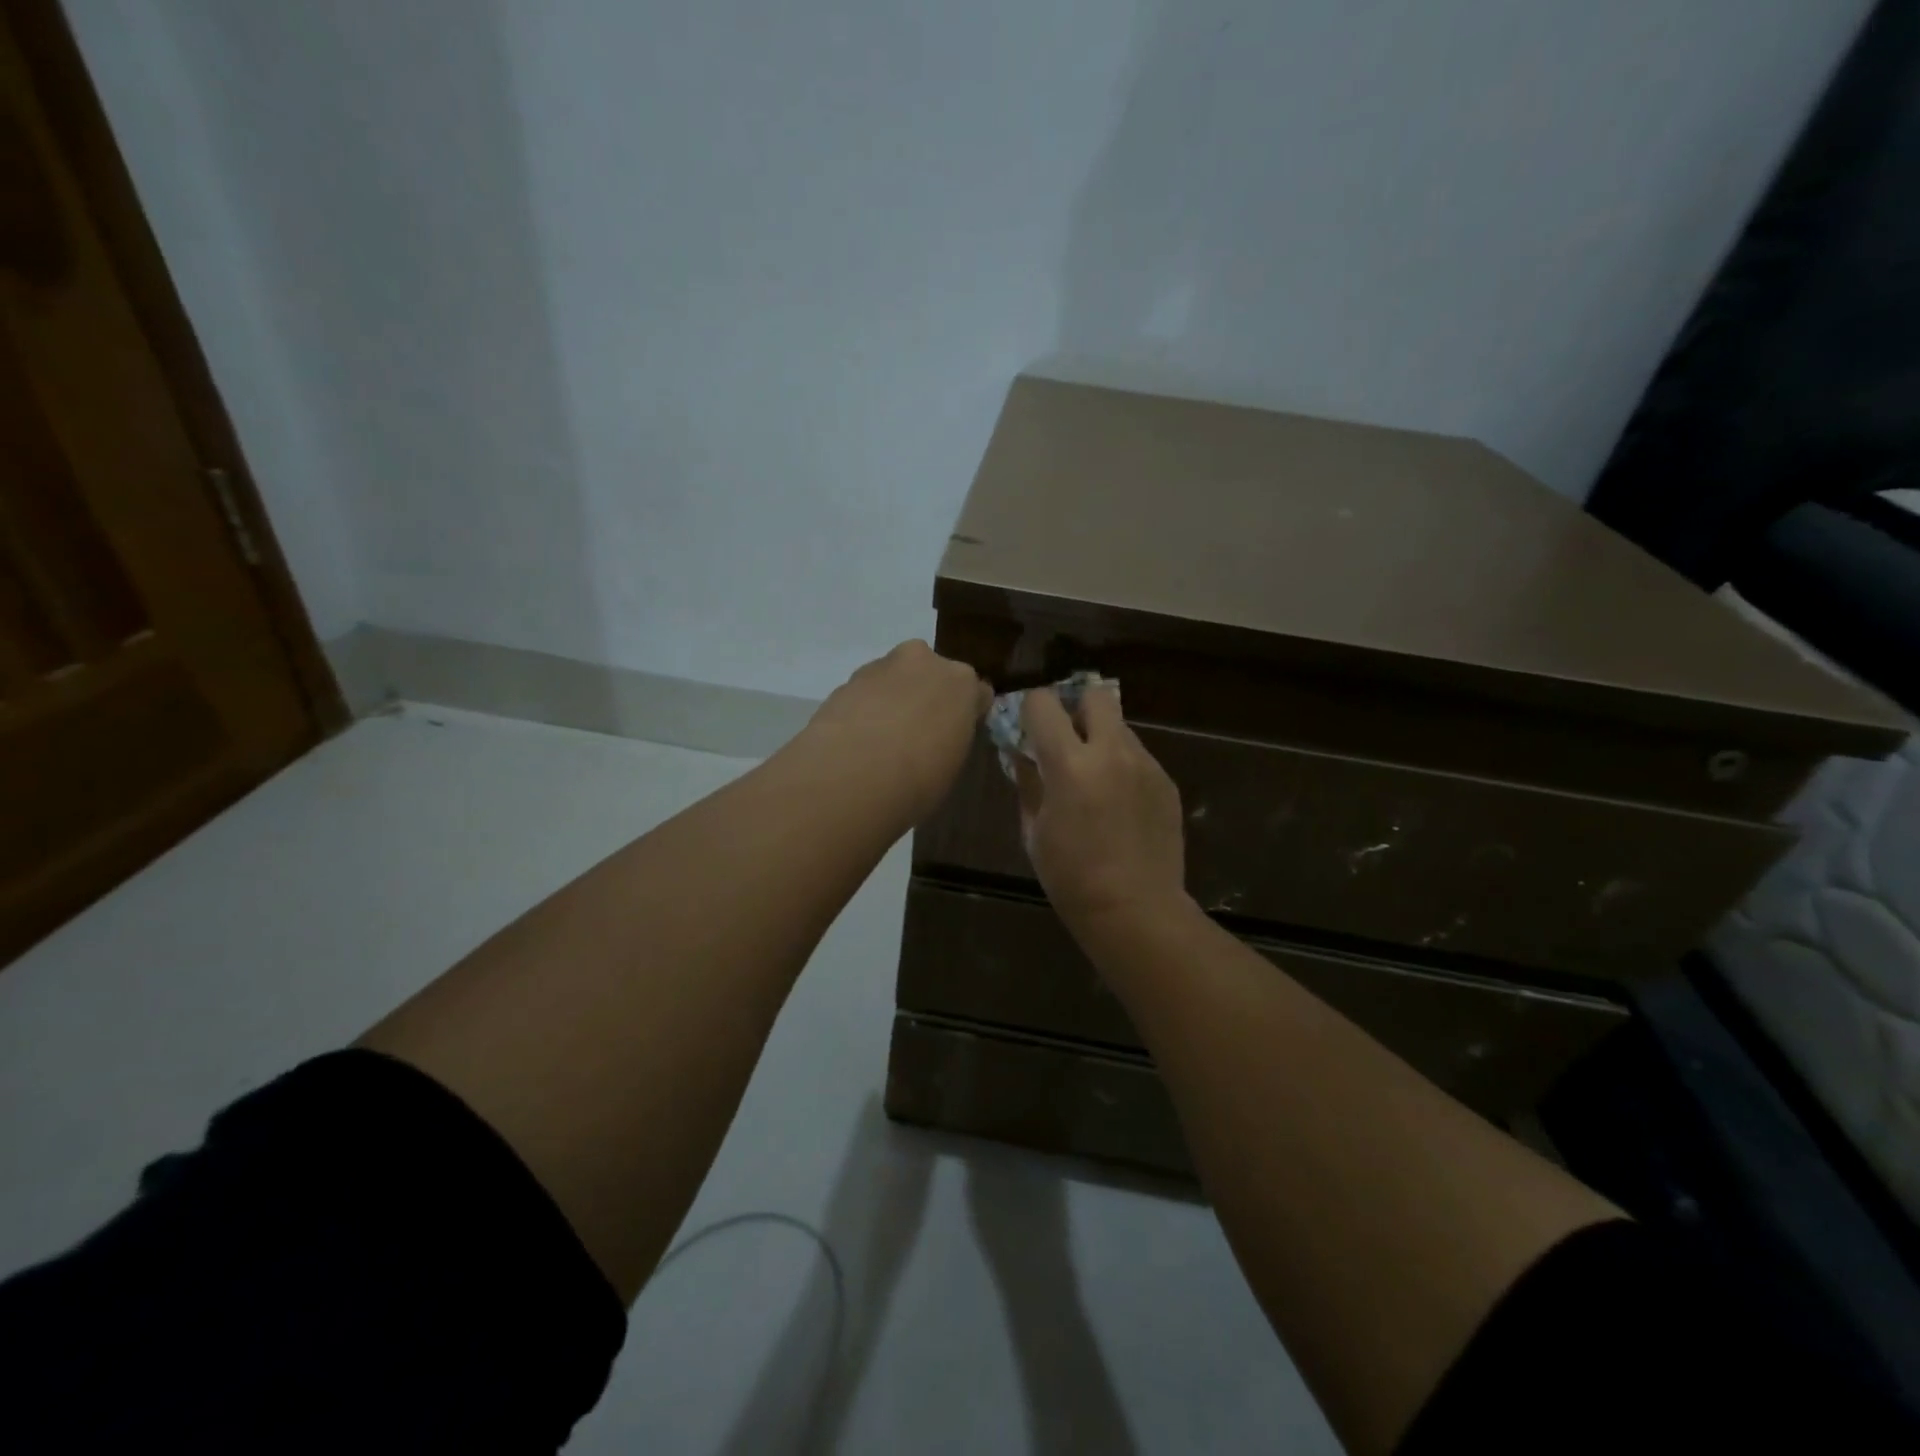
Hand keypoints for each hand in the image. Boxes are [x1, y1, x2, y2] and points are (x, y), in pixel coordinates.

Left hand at [804, 641, 990, 824]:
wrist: (854, 773)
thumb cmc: (920, 777)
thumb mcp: (952, 765)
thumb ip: (950, 739)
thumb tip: (939, 740)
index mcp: (962, 682)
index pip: (976, 692)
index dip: (966, 714)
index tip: (955, 735)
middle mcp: (924, 662)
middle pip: (932, 674)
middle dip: (926, 695)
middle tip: (917, 733)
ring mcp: (882, 666)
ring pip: (894, 679)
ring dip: (892, 699)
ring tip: (880, 740)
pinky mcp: (846, 680)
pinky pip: (865, 692)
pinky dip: (864, 708)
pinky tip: (856, 740)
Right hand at [1014, 684, 1188, 931]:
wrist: (1135, 909)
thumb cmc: (1071, 876)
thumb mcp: (1034, 830)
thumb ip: (1028, 782)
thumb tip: (1021, 754)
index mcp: (1070, 764)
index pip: (1044, 703)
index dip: (1030, 710)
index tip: (1027, 729)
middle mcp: (1112, 752)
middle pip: (1095, 696)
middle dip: (1075, 708)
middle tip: (1066, 740)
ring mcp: (1145, 765)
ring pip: (1120, 727)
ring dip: (1101, 738)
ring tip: (1094, 778)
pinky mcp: (1166, 782)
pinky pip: (1138, 756)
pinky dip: (1122, 766)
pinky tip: (1119, 803)